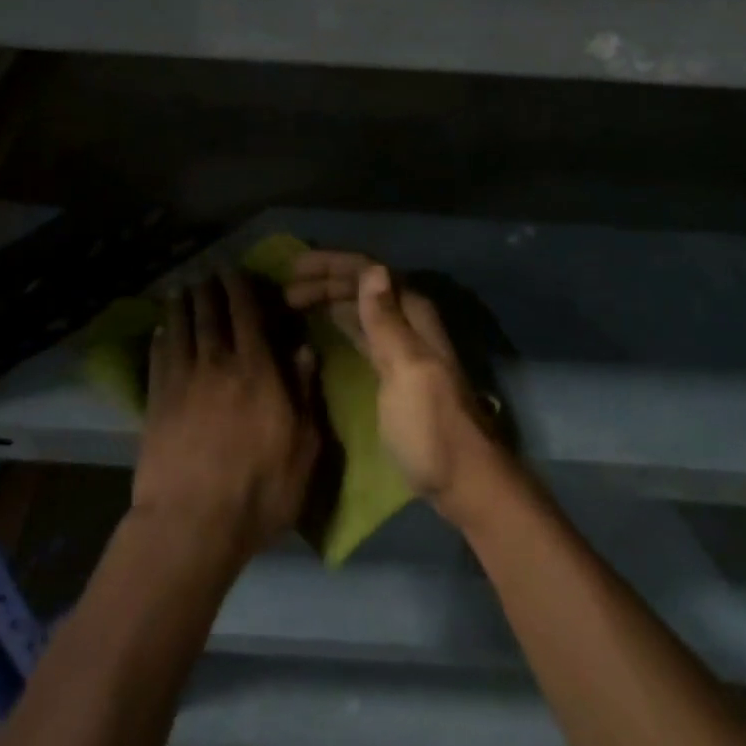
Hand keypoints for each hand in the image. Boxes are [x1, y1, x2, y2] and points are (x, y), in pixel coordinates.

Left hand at [134, 272, 320, 565]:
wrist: (191, 527)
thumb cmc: (259, 490)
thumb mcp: (303, 448)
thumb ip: (306, 394)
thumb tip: (304, 349)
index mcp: (256, 369)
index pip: (246, 313)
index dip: (240, 287)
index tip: (235, 270)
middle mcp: (217, 363)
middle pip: (209, 313)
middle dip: (209, 288)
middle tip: (207, 273)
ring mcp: (182, 381)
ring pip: (180, 328)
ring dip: (181, 304)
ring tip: (182, 289)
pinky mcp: (155, 403)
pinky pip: (157, 357)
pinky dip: (160, 337)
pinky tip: (160, 330)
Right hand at [285, 251, 503, 524]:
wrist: (462, 480)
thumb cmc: (430, 425)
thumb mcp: (405, 369)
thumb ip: (386, 321)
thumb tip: (372, 267)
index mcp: (413, 312)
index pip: (368, 270)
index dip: (331, 264)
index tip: (294, 267)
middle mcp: (407, 320)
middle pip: (362, 286)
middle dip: (325, 281)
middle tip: (283, 291)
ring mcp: (400, 345)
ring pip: (360, 308)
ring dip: (328, 300)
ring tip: (291, 303)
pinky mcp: (392, 370)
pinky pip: (360, 332)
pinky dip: (338, 323)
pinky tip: (318, 327)